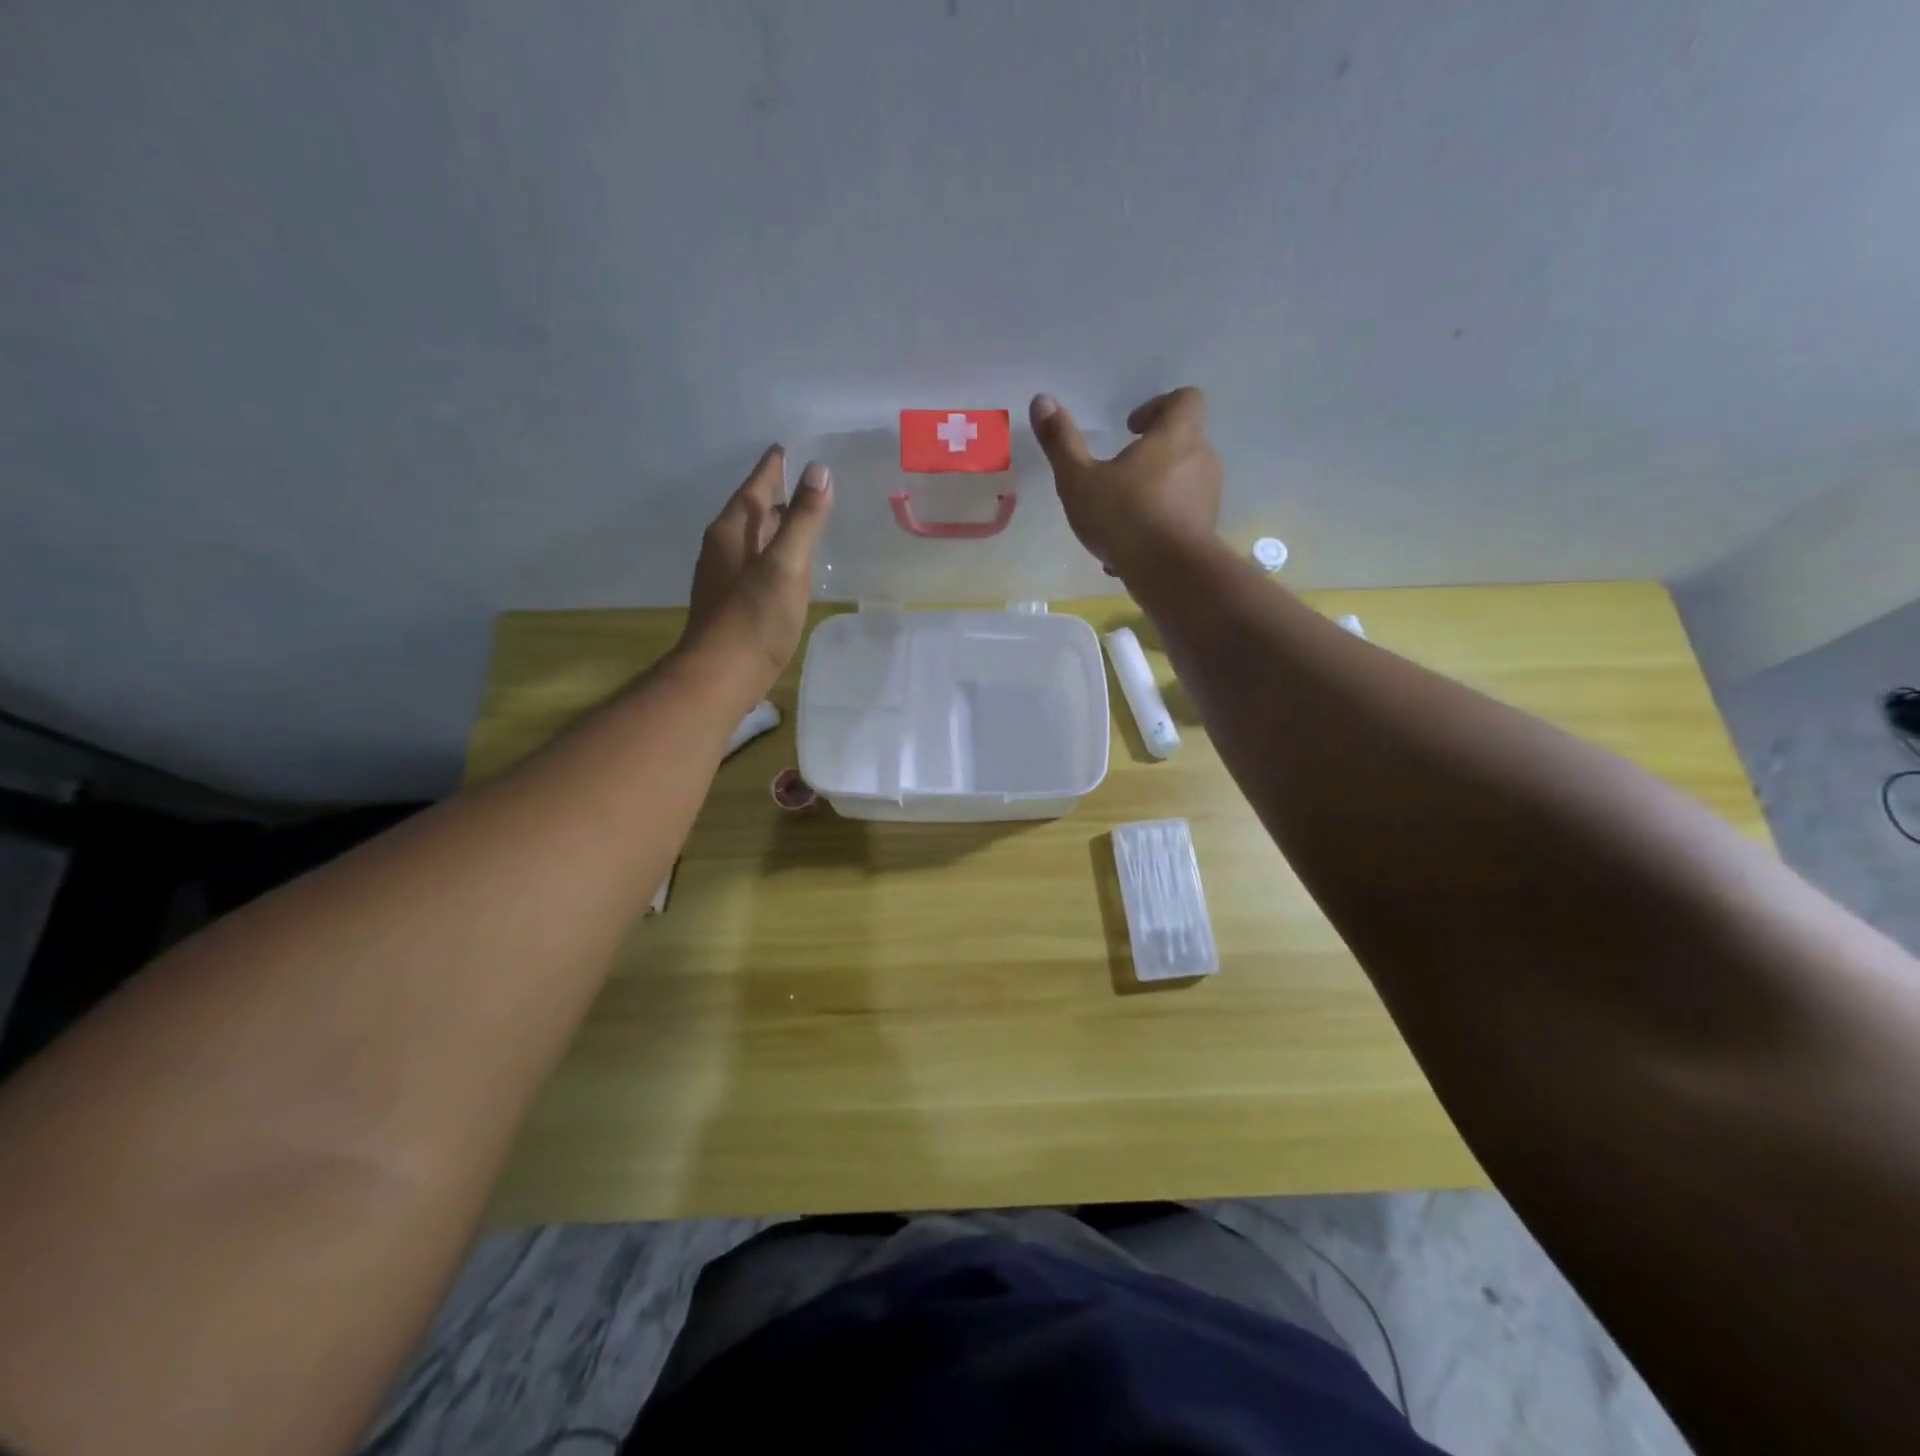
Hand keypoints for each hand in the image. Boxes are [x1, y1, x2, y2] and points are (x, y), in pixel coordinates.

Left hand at [680, 446, 832, 695]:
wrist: (721, 677)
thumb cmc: (754, 619)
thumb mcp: (785, 564)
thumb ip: (803, 519)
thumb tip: (818, 471)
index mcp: (731, 532)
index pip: (754, 487)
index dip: (772, 467)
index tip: (788, 447)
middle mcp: (723, 549)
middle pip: (752, 512)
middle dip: (776, 495)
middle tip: (806, 481)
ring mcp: (725, 578)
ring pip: (755, 541)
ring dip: (777, 527)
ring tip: (804, 518)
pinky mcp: (734, 604)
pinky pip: (758, 566)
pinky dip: (777, 556)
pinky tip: (793, 567)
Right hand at [1029, 388, 1222, 578]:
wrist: (1170, 573)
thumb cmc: (1124, 517)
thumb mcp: (1079, 480)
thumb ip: (1061, 441)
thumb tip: (1041, 400)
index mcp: (1176, 435)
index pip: (1186, 398)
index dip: (1158, 406)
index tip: (1131, 428)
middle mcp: (1202, 458)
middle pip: (1184, 440)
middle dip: (1153, 451)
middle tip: (1121, 469)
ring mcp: (1208, 496)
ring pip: (1182, 480)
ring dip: (1155, 488)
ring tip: (1121, 513)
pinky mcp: (1206, 528)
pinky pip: (1181, 514)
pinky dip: (1160, 521)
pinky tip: (1130, 546)